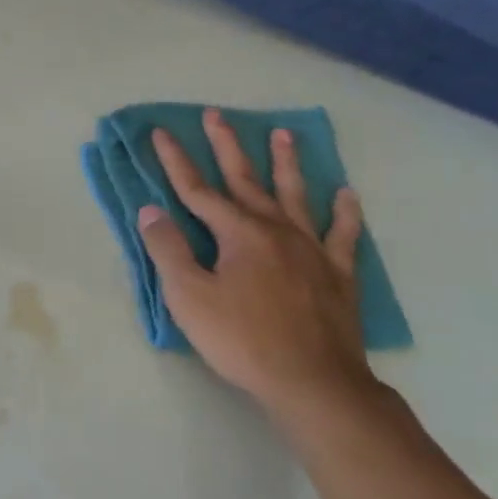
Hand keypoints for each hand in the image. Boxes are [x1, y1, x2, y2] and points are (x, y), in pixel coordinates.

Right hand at [137, 111, 377, 420]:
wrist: (314, 384)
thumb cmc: (243, 341)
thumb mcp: (189, 298)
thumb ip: (168, 249)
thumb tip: (150, 210)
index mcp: (237, 233)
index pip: (197, 189)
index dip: (175, 160)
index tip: (161, 132)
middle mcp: (274, 229)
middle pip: (245, 179)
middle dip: (226, 145)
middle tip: (217, 114)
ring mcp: (311, 249)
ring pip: (295, 195)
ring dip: (286, 163)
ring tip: (283, 134)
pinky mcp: (339, 274)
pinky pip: (343, 236)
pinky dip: (345, 214)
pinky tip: (347, 195)